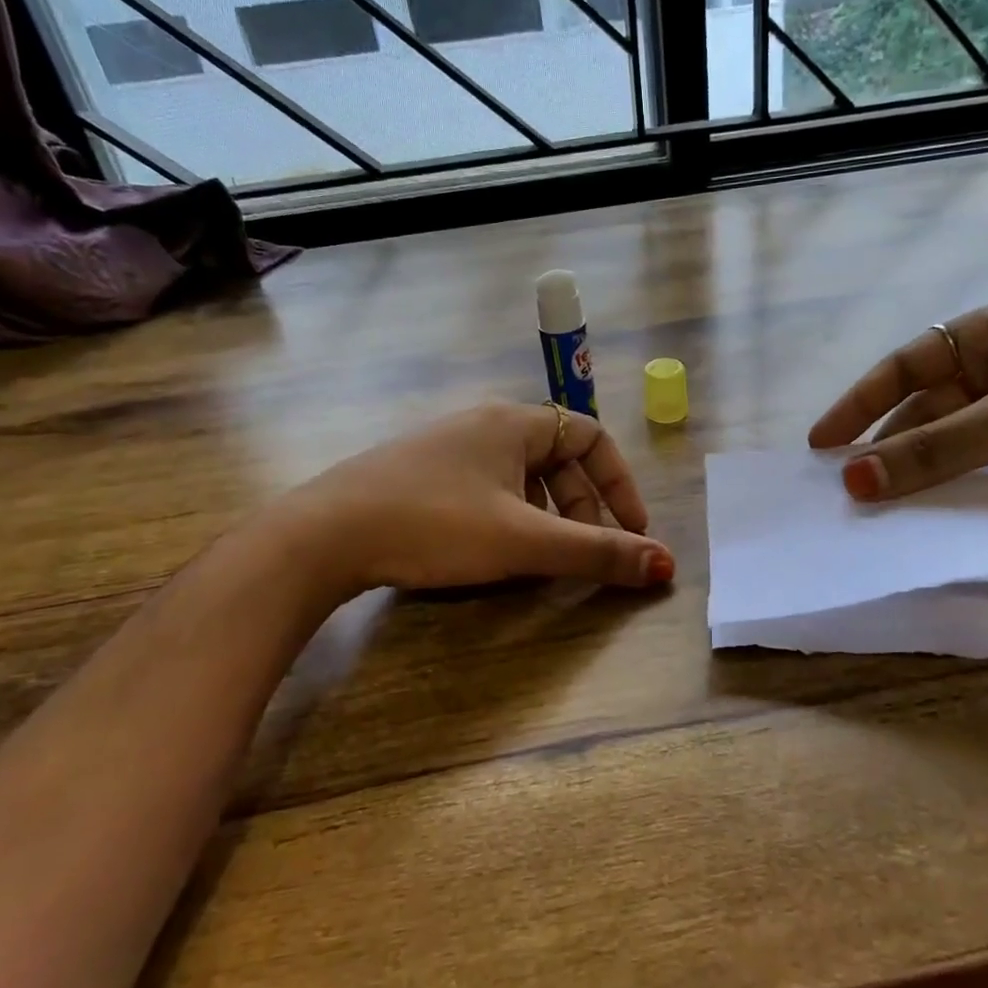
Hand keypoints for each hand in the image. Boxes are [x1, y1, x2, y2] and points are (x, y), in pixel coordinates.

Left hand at [294, 403, 675, 592]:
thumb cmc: (434, 524)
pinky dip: (509, 517)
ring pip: (520, 477)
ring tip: (544, 559)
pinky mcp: (418, 474)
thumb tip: (665, 565)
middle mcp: (483, 424)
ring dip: (547, 516)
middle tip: (586, 555)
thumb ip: (596, 553)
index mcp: (514, 422)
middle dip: (583, 508)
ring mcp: (446, 447)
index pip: (591, 436)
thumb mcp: (523, 541)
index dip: (620, 483)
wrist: (323, 534)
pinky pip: (486, 488)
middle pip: (557, 459)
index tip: (631, 531)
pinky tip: (494, 552)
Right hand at [809, 296, 987, 511]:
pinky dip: (963, 500)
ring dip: (924, 480)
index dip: (860, 403)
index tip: (822, 443)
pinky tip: (931, 524)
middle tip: (846, 489)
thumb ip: (934, 451)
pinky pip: (986, 479)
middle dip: (890, 450)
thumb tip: (853, 480)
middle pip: (927, 413)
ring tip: (878, 514)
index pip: (906, 365)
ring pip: (955, 451)